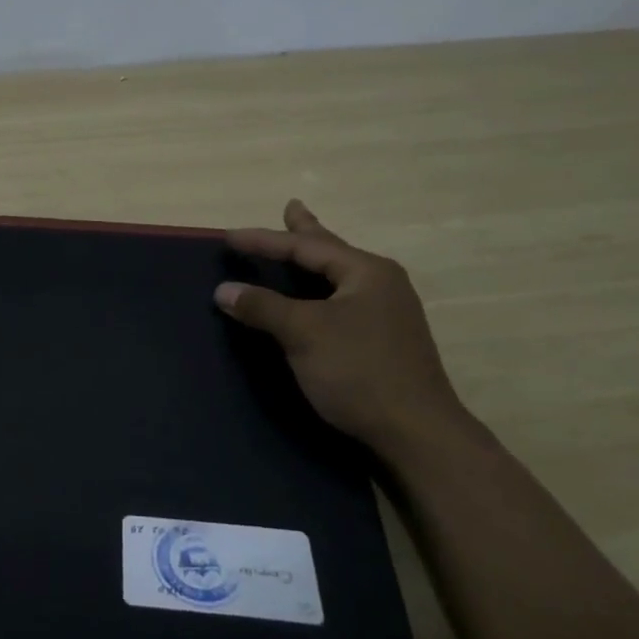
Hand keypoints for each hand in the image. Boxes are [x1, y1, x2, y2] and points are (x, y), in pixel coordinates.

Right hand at [216, 199, 471, 461]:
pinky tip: (316, 297)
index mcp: (367, 272)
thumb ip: (263, 307)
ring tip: (300, 244)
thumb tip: (223, 290)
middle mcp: (381, 284)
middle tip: (292, 206)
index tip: (228, 236)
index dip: (264, 240)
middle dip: (307, 230)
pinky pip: (341, 300)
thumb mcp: (304, 333)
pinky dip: (319, 290)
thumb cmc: (358, 371)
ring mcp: (386, 313)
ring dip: (314, 261)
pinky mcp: (383, 340)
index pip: (306, 247)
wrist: (415, 431)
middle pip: (331, 251)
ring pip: (338, 277)